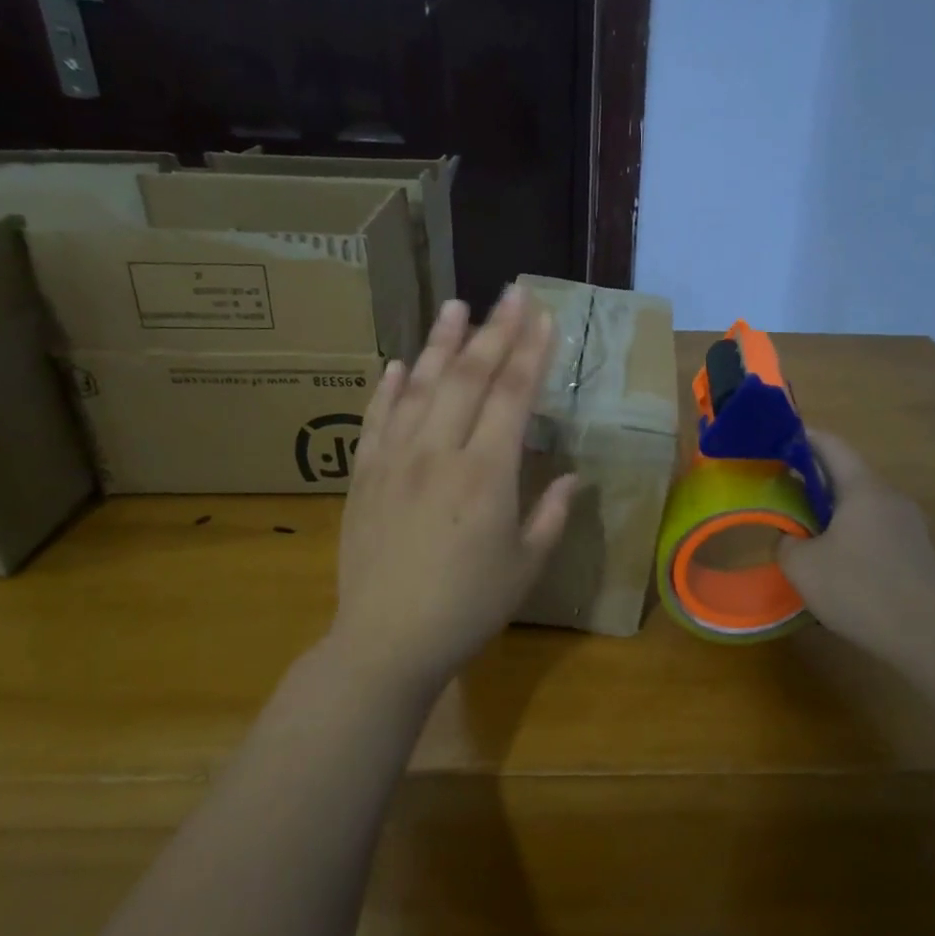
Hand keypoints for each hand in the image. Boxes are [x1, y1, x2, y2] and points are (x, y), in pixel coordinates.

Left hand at [328, 287, 577, 692]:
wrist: (386, 642)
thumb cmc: (468, 608)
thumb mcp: (526, 566)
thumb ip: (551, 513)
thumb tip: (571, 475)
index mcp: (485, 474)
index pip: (512, 397)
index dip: (531, 353)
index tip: (544, 317)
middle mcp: (439, 454)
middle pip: (467, 378)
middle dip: (494, 332)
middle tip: (511, 294)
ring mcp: (395, 461)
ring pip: (418, 388)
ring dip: (439, 344)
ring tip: (455, 306)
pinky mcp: (364, 477)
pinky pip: (376, 421)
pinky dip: (387, 389)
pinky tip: (396, 365)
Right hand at [776, 430, 934, 671]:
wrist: (930, 638)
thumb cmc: (860, 591)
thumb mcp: (803, 567)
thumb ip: (786, 543)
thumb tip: (790, 537)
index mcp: (864, 489)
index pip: (830, 445)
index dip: (801, 438)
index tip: (774, 441)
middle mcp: (890, 497)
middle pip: (847, 474)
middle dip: (811, 477)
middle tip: (779, 489)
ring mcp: (909, 524)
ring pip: (862, 503)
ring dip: (831, 508)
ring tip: (802, 527)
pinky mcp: (917, 551)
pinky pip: (876, 527)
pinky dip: (850, 530)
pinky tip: (836, 560)